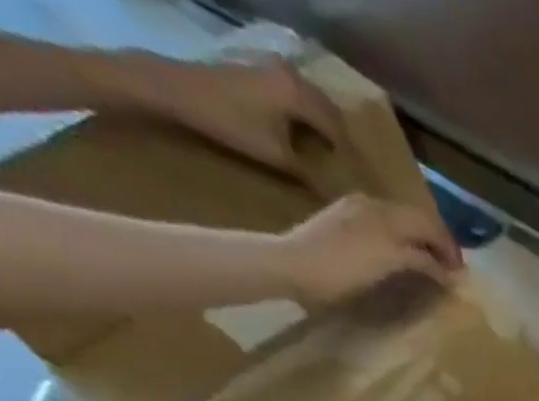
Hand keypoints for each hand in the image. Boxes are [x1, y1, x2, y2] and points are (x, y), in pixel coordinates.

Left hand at [146, 56, 350, 177]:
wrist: (179, 89)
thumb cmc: (231, 123)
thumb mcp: (276, 157)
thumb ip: (308, 174)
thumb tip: (333, 195)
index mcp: (300, 95)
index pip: (338, 128)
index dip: (349, 154)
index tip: (358, 176)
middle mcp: (293, 76)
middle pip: (329, 110)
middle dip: (340, 136)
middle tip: (348, 165)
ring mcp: (275, 68)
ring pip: (313, 100)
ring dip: (324, 123)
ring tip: (329, 150)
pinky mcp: (261, 69)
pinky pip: (296, 93)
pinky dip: (307, 112)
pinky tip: (305, 130)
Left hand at [274, 195, 461, 307]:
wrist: (290, 264)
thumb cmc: (341, 269)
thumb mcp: (387, 263)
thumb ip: (421, 262)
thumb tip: (449, 272)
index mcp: (386, 214)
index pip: (431, 224)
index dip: (450, 248)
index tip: (462, 274)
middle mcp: (374, 205)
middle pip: (417, 219)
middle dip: (437, 243)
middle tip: (450, 270)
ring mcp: (356, 210)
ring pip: (400, 222)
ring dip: (419, 241)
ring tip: (429, 264)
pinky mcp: (342, 221)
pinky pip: (383, 225)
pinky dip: (401, 240)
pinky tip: (400, 255)